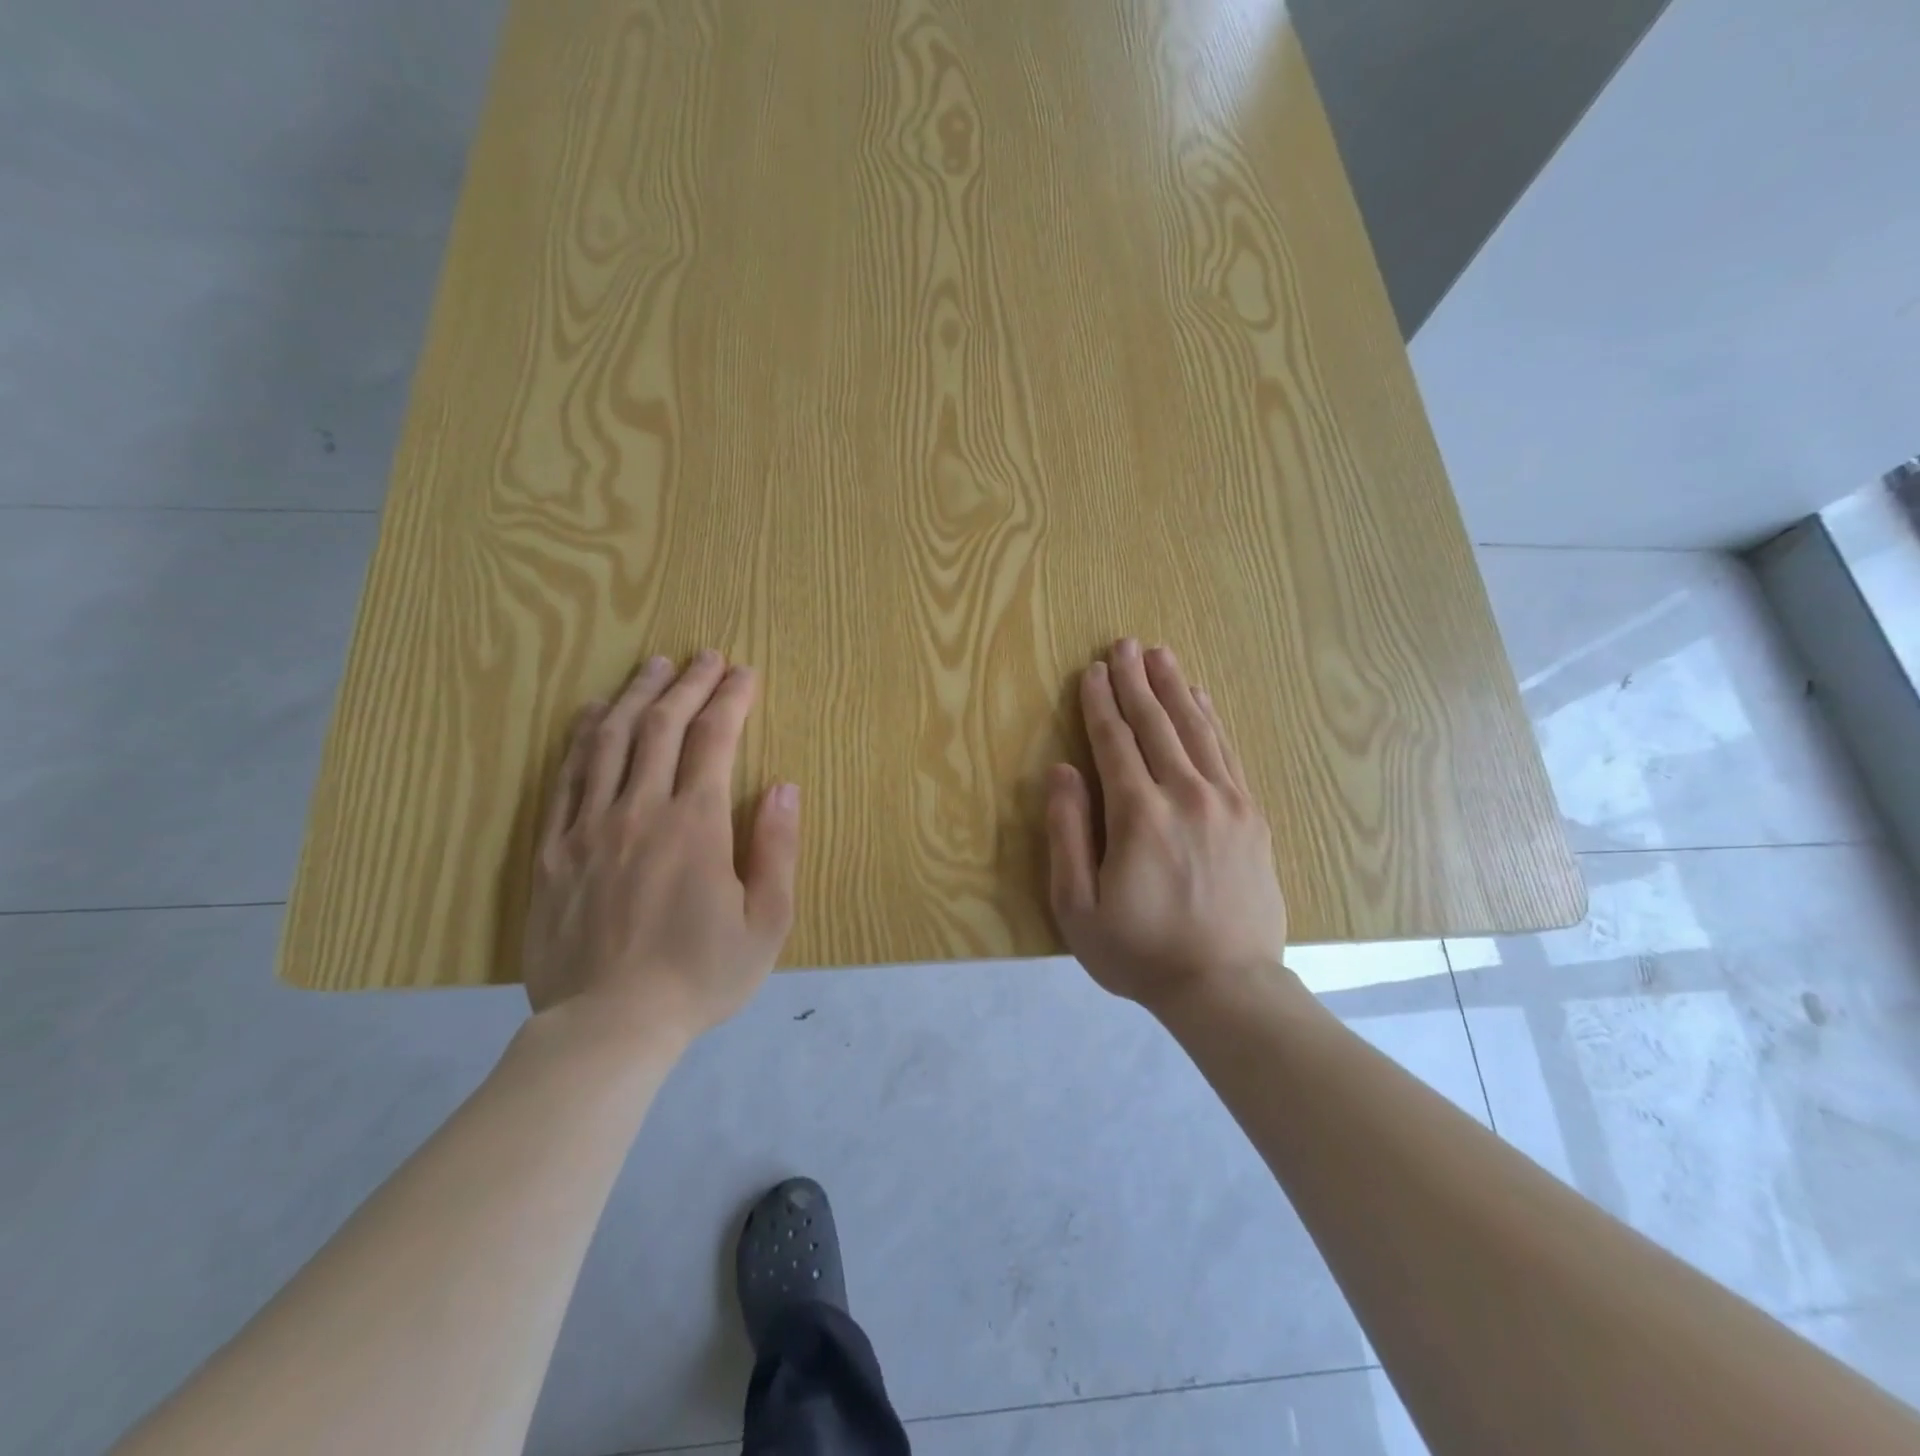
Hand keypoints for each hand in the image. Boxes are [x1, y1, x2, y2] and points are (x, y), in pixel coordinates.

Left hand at [522, 650, 800, 1047]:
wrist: (608, 1027)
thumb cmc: (700, 976)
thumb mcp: (766, 923)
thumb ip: (777, 849)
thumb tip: (782, 787)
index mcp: (695, 824)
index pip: (715, 739)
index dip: (732, 699)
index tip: (744, 672)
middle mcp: (640, 810)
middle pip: (662, 726)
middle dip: (687, 683)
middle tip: (704, 656)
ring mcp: (589, 826)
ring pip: (611, 740)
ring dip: (635, 696)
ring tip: (653, 666)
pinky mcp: (553, 849)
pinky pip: (565, 778)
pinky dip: (582, 737)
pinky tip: (593, 714)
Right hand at [1046, 639, 1288, 1010]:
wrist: (1228, 988)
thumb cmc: (1140, 952)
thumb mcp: (1078, 906)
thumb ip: (1067, 833)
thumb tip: (1062, 770)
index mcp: (1139, 815)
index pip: (1115, 742)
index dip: (1100, 703)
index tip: (1092, 670)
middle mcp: (1187, 795)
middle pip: (1157, 724)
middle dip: (1136, 681)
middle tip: (1123, 643)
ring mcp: (1227, 802)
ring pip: (1197, 729)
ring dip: (1175, 688)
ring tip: (1160, 655)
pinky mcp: (1252, 815)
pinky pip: (1228, 752)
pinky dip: (1211, 720)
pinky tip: (1201, 699)